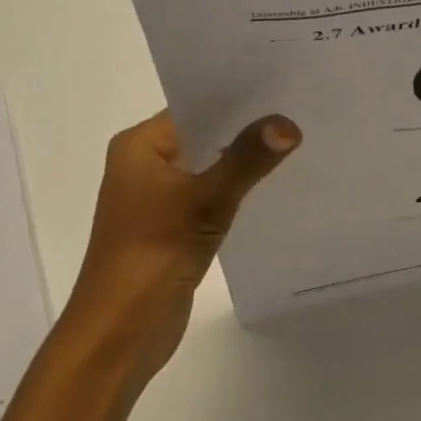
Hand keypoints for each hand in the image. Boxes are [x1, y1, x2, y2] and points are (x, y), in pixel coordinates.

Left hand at [64, 111, 299, 382]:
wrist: (120, 330)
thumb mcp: (205, 201)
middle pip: (205, 135)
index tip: (285, 90)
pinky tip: (274, 185)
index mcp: (140, 145)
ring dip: (244, 161)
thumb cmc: (152, 254)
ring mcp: (158, 197)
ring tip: (297, 143)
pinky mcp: (172, 226)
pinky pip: (210, 195)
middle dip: (248, 129)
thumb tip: (288, 123)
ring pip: (210, 167)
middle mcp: (145, 163)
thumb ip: (247, 160)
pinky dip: (236, 190)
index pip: (196, 107)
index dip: (239, 99)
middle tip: (300, 113)